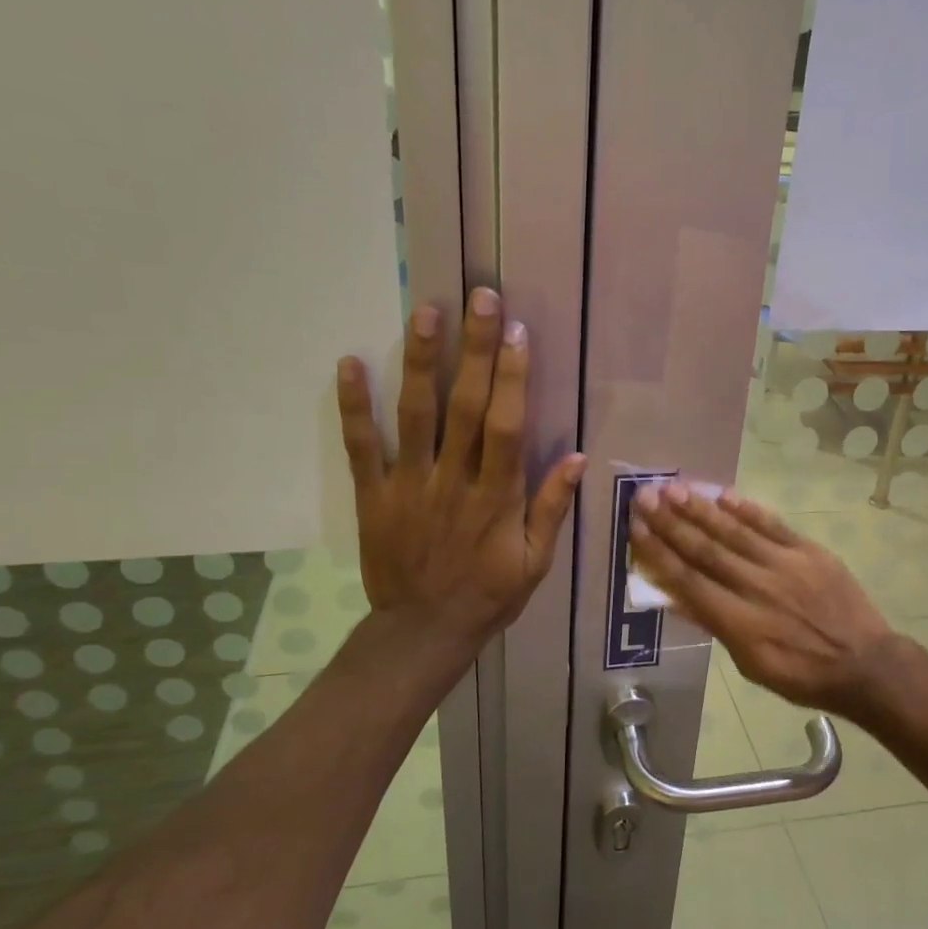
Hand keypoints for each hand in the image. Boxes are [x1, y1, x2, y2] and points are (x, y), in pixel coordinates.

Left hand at [338, 287, 584, 649]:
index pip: (507, 426)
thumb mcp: (535, 562)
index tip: (517, 332)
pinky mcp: (373, 495)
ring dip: (420, 361)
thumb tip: (577, 457)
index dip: (514, 377)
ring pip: (415, 414)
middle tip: (480, 297)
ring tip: (425, 312)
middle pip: (465, 405)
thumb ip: (551, 508)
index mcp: (496, 496)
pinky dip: (354, 406)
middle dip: (475, 349)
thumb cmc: (488, 595)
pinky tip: (350, 363)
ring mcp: (409, 484)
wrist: (423, 631)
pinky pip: (362, 446)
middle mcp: (453, 480)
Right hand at [629, 484, 897, 717]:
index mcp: (739, 622)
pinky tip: (723, 494)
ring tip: (673, 488)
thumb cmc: (801, 674)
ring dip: (700, 508)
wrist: (865, 664)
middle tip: (644, 497)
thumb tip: (675, 597)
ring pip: (734, 531)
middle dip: (671, 522)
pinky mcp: (808, 551)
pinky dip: (746, 509)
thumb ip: (714, 625)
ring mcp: (785, 565)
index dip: (658, 552)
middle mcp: (757, 587)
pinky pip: (772, 525)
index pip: (688, 580)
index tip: (636, 527)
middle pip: (706, 549)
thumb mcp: (750, 664)